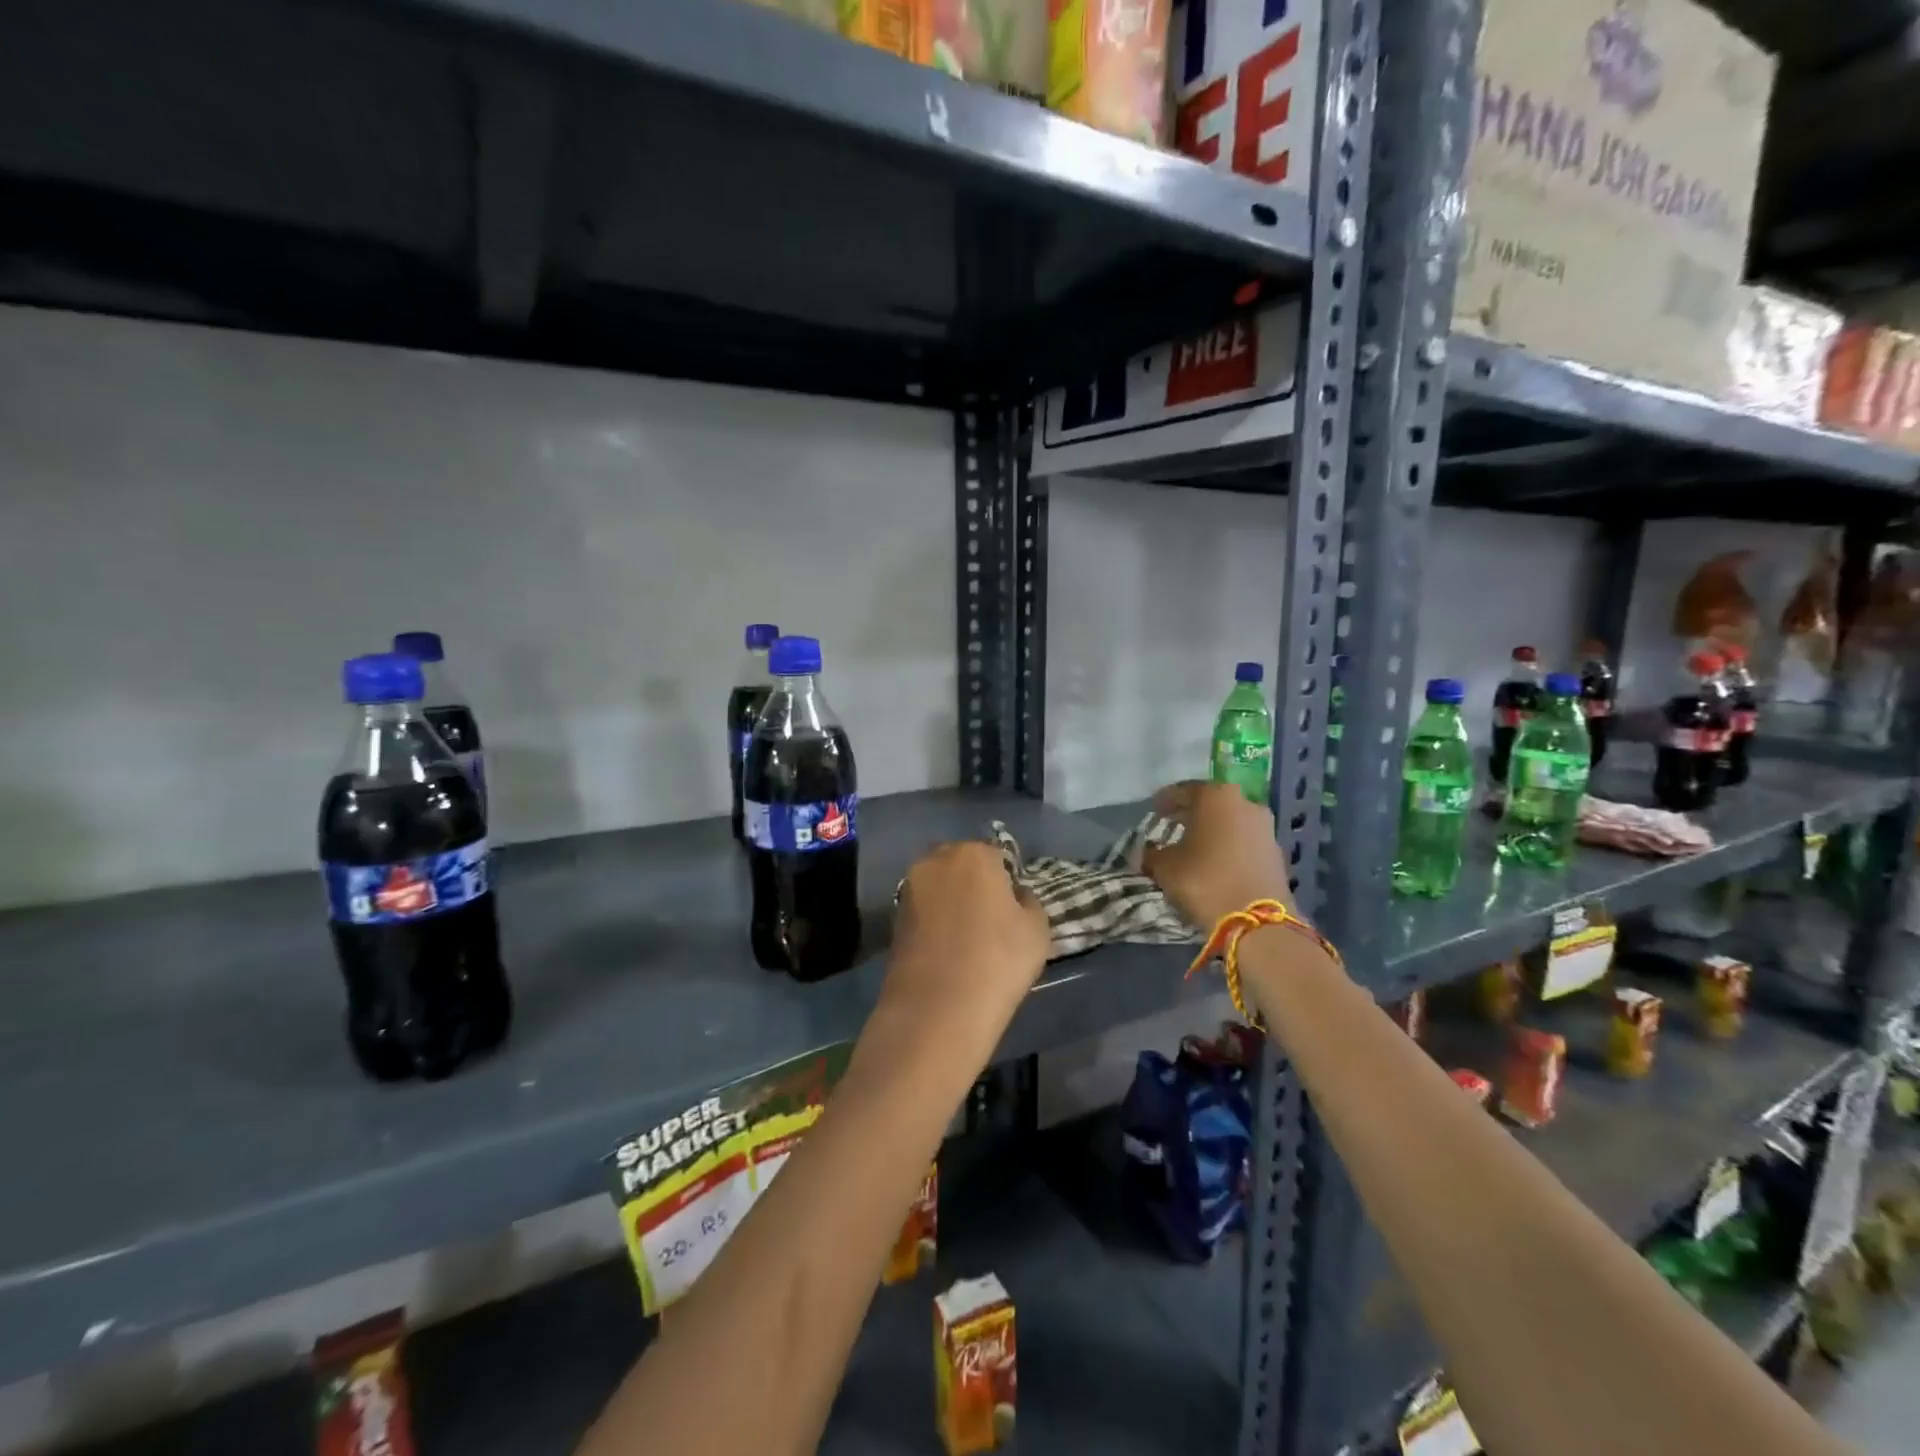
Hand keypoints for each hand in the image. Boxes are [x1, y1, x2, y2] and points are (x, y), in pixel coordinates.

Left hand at [884, 842, 1050, 1033]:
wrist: (936, 1009)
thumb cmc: (997, 961)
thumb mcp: (1037, 930)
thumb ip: (1029, 901)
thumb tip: (1015, 895)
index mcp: (973, 854)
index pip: (997, 855)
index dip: (1008, 881)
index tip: (1014, 909)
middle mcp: (936, 860)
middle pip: (963, 865)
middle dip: (976, 884)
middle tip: (991, 920)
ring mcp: (909, 888)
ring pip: (940, 887)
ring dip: (952, 902)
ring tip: (967, 938)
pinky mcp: (893, 917)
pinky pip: (924, 910)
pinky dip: (935, 922)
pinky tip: (946, 950)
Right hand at [1143, 780, 1295, 930]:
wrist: (1257, 921)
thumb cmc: (1204, 881)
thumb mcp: (1165, 867)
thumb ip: (1153, 854)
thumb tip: (1147, 853)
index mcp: (1215, 796)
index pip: (1183, 790)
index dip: (1165, 801)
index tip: (1154, 811)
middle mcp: (1244, 803)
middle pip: (1210, 803)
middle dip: (1190, 814)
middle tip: (1172, 826)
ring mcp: (1265, 827)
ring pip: (1230, 821)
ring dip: (1212, 830)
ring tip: (1193, 847)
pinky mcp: (1276, 852)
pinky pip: (1244, 841)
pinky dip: (1228, 846)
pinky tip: (1215, 862)